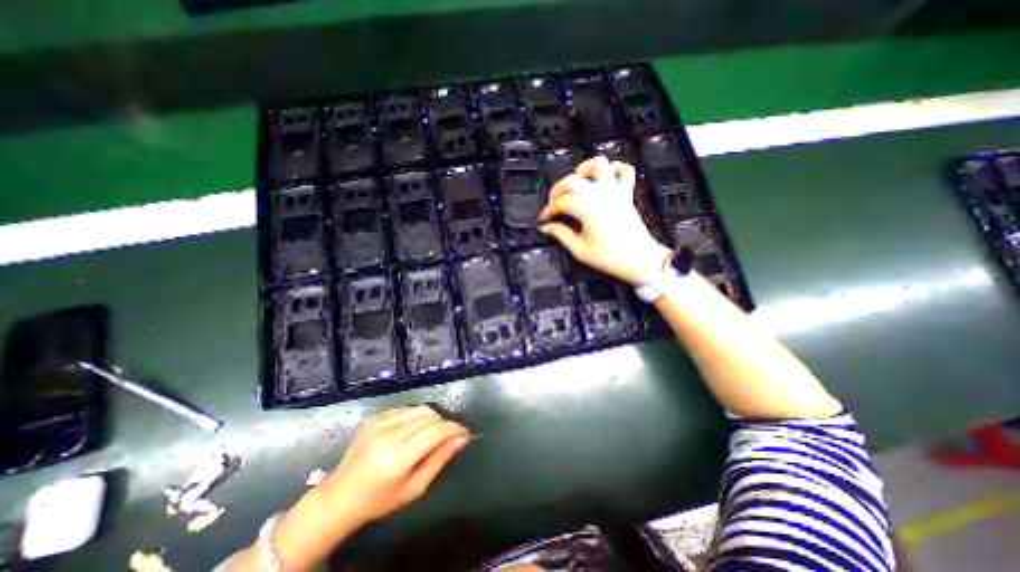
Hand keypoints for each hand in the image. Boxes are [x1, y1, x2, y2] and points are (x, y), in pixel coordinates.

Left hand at [319, 403, 471, 523]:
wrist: (339, 497)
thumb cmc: (380, 500)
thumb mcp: (415, 488)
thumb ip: (440, 460)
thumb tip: (462, 439)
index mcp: (397, 457)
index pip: (436, 431)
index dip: (454, 428)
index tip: (465, 433)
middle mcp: (388, 434)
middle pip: (429, 416)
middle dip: (444, 423)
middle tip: (448, 436)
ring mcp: (379, 422)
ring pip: (420, 409)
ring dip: (432, 418)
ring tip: (431, 433)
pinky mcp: (374, 417)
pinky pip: (406, 409)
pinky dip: (416, 417)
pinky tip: (413, 430)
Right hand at [536, 155, 675, 283]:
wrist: (639, 260)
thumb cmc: (608, 257)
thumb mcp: (580, 250)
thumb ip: (561, 234)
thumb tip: (546, 227)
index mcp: (587, 208)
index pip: (561, 202)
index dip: (549, 210)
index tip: (543, 219)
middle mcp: (599, 194)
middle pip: (572, 180)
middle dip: (557, 190)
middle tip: (554, 204)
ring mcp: (615, 190)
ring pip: (599, 164)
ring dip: (583, 169)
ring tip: (576, 183)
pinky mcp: (627, 193)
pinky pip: (625, 170)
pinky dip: (614, 168)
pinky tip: (604, 178)